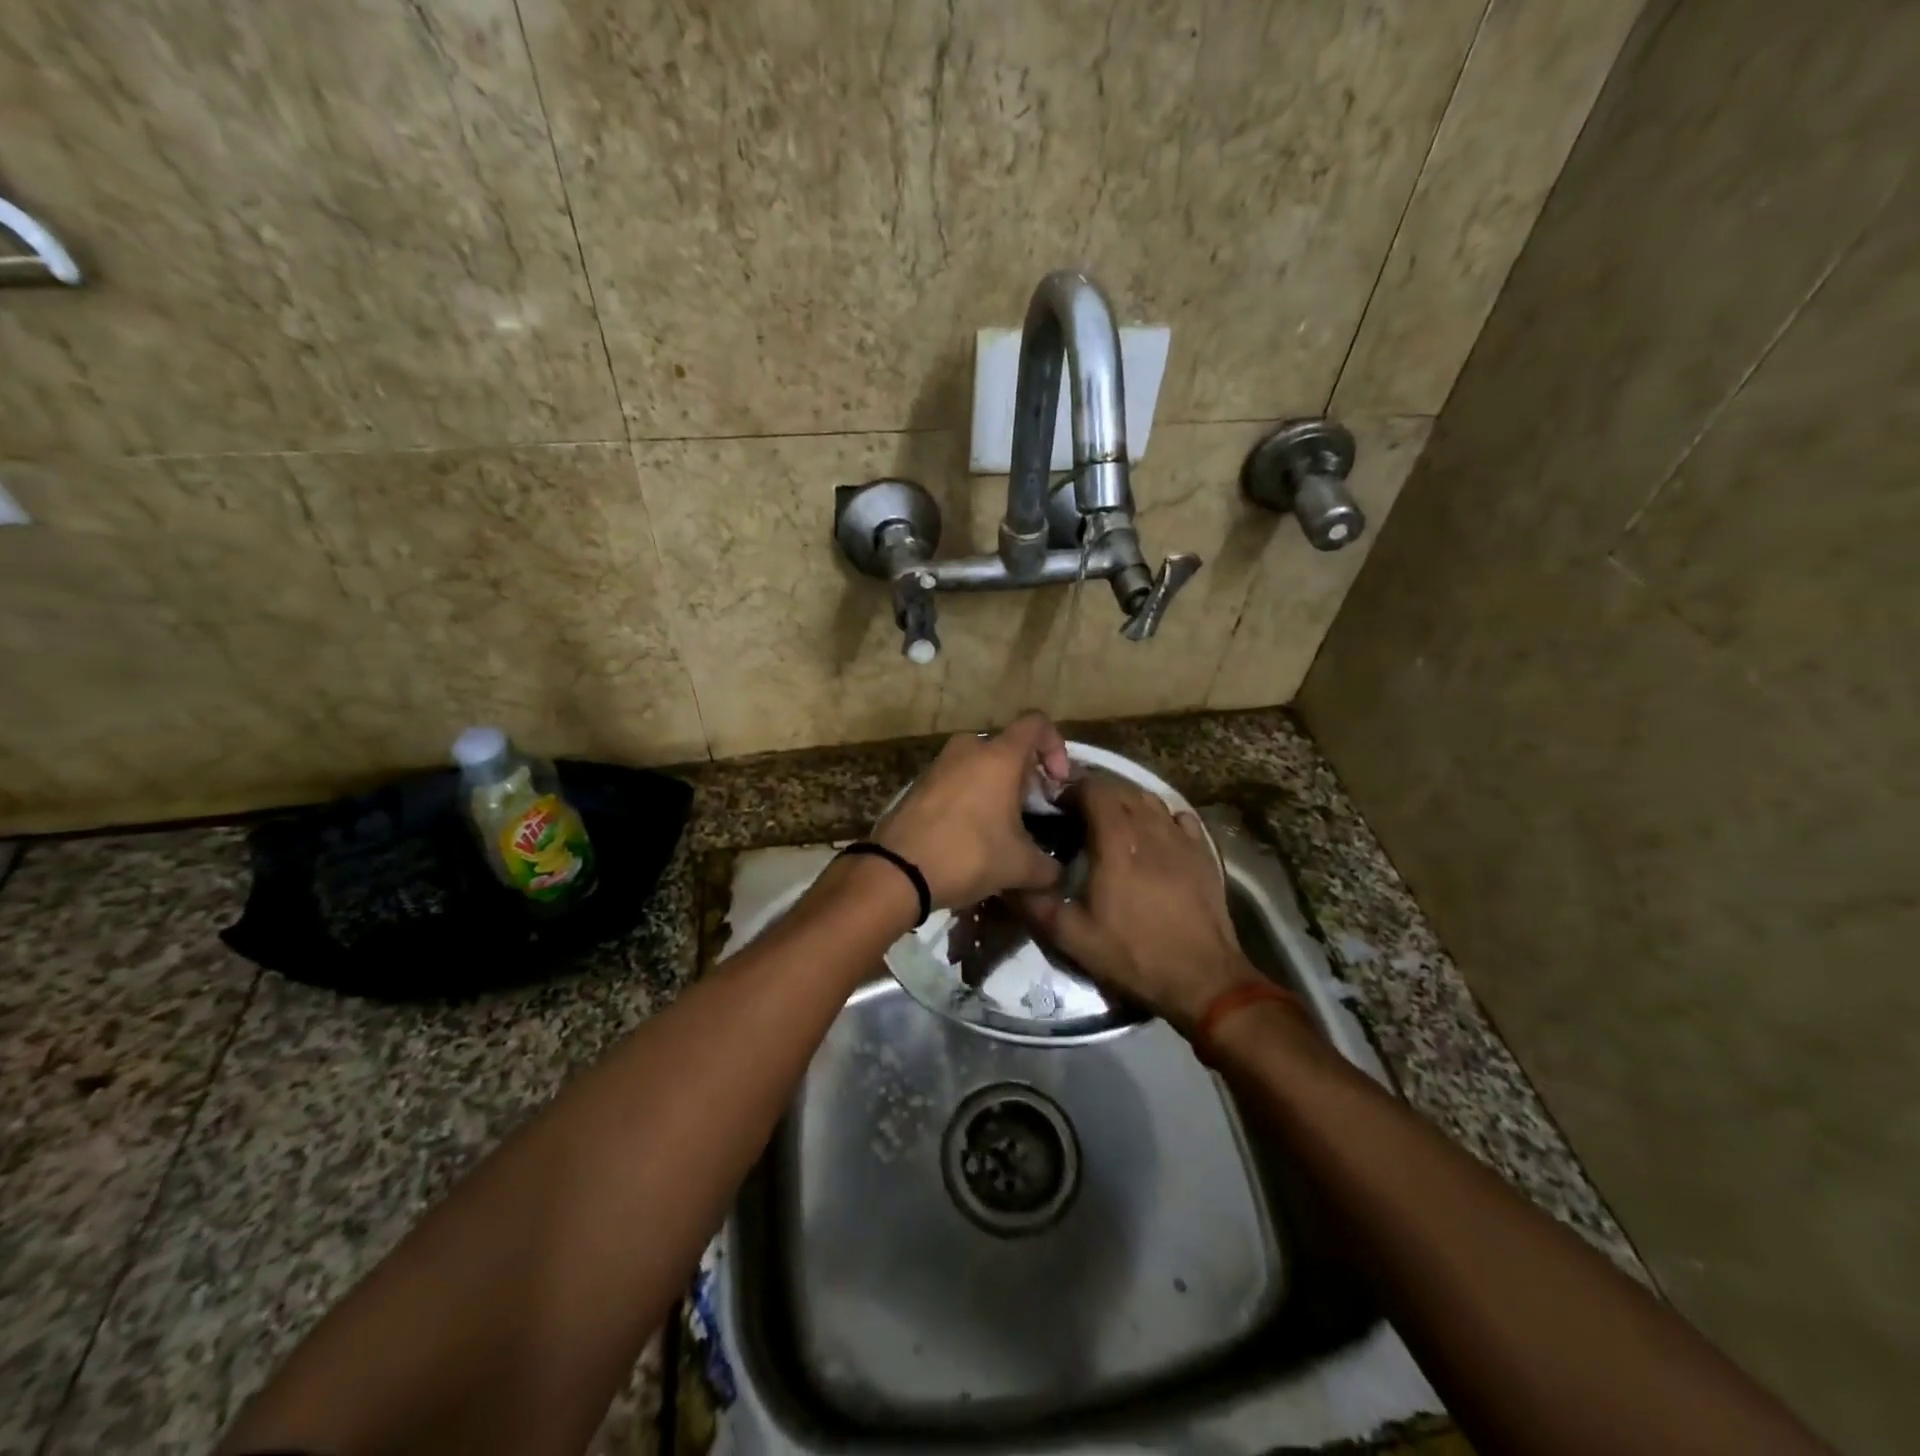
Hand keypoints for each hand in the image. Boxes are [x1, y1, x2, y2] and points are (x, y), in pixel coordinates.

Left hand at [874, 712, 1071, 908]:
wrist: (898, 871)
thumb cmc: (969, 855)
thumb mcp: (1020, 867)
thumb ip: (1049, 866)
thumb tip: (1058, 873)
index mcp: (999, 755)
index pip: (1037, 724)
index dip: (1056, 747)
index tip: (1057, 783)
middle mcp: (968, 749)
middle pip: (1008, 748)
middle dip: (1026, 777)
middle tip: (1032, 813)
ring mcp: (939, 764)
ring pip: (980, 764)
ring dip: (997, 789)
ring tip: (1003, 828)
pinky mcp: (919, 784)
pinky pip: (957, 780)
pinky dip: (971, 797)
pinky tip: (972, 834)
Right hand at [1014, 773, 1259, 1033]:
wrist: (1202, 979)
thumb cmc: (1133, 954)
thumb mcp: (1072, 937)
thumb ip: (1035, 904)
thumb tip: (1005, 882)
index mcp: (1117, 841)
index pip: (1094, 789)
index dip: (1072, 789)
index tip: (1057, 804)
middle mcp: (1150, 828)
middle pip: (1122, 789)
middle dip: (1097, 792)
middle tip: (1078, 813)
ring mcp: (1181, 839)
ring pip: (1151, 800)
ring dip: (1127, 801)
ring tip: (1112, 820)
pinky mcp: (1204, 853)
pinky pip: (1179, 818)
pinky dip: (1161, 817)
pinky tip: (1153, 834)